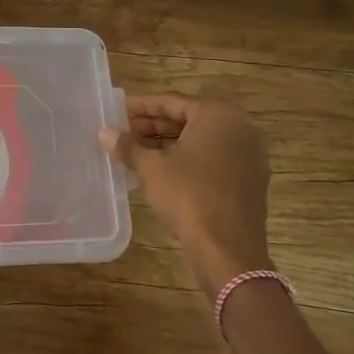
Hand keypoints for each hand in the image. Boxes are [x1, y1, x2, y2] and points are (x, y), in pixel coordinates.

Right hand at [100, 94, 272, 298]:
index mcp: (218, 115)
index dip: (141, 107)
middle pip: (188, 120)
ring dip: (168, 144)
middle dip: (154, 126)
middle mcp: (239, 128)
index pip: (172, 102)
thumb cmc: (189, 196)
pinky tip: (159, 170)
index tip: (117, 110)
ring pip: (200, 141)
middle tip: (123, 131)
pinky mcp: (249, 180)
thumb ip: (128, 146)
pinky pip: (212, 159)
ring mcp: (248, 156)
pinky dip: (186, 160)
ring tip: (135, 151)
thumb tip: (105, 133)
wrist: (228, 251)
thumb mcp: (152, 168)